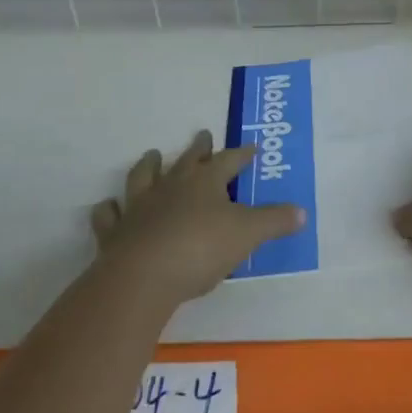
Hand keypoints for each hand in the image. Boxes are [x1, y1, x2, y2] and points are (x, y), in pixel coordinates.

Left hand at [91, 131, 303, 307]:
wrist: (142, 277)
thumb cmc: (201, 249)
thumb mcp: (248, 234)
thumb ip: (274, 222)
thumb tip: (302, 212)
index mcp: (206, 182)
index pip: (229, 160)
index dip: (242, 154)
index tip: (251, 148)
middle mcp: (172, 187)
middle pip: (187, 160)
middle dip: (198, 148)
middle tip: (203, 135)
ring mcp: (139, 207)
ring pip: (144, 177)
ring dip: (149, 165)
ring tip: (153, 155)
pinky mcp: (115, 233)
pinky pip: (109, 215)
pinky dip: (110, 209)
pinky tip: (109, 206)